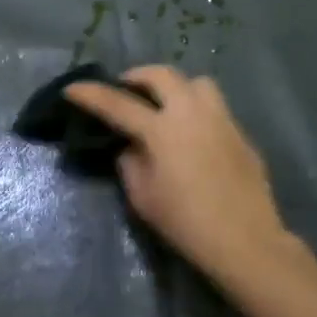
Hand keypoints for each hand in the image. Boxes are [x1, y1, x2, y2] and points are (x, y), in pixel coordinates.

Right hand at [65, 67, 287, 280]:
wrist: (245, 241)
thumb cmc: (185, 222)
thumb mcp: (142, 197)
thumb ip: (130, 163)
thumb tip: (132, 147)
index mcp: (162, 130)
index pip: (118, 104)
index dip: (91, 94)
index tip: (72, 88)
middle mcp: (192, 113)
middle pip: (162, 75)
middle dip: (137, 76)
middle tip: (124, 89)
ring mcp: (221, 120)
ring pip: (196, 82)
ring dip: (174, 86)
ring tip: (164, 104)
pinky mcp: (240, 134)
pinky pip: (214, 107)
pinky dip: (195, 109)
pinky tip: (191, 135)